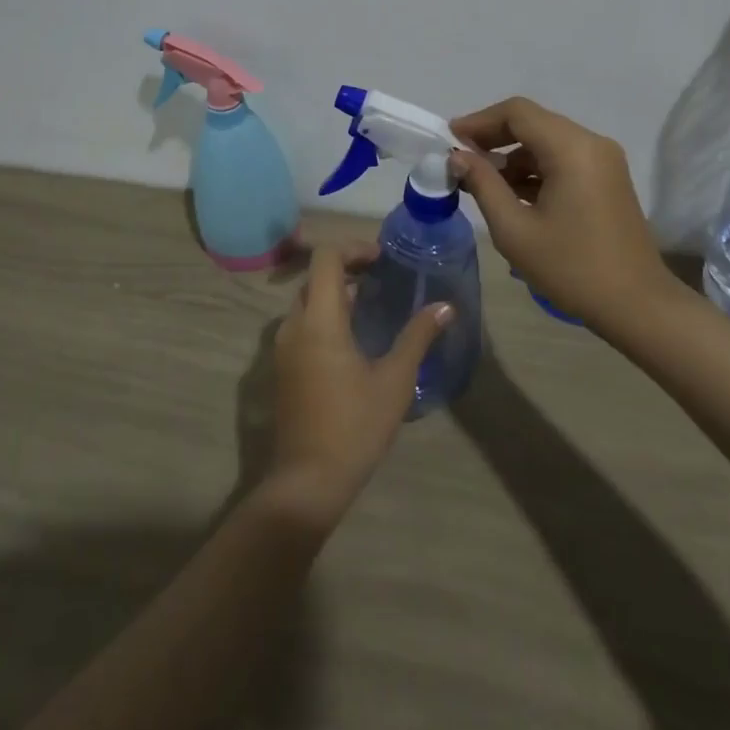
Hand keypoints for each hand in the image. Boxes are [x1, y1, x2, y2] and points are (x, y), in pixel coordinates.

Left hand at [260, 244, 450, 531]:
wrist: (308, 480)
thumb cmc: (354, 426)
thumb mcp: (395, 380)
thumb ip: (418, 337)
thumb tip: (446, 307)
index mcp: (319, 320)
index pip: (325, 258)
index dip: (353, 248)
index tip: (382, 259)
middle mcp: (294, 325)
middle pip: (315, 277)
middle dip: (347, 268)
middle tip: (382, 276)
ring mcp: (283, 347)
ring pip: (307, 301)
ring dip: (336, 292)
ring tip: (372, 303)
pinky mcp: (283, 367)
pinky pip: (302, 323)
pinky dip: (325, 314)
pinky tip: (354, 336)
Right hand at [450, 97, 668, 329]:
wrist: (636, 305)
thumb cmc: (571, 268)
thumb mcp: (515, 230)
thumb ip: (483, 185)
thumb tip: (457, 156)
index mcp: (571, 148)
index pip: (517, 112)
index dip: (479, 121)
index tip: (449, 139)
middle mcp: (591, 143)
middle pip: (533, 122)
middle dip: (493, 137)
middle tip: (459, 159)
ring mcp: (603, 160)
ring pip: (547, 141)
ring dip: (512, 156)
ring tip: (479, 182)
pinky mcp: (607, 179)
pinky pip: (563, 159)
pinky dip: (534, 169)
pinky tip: (510, 194)